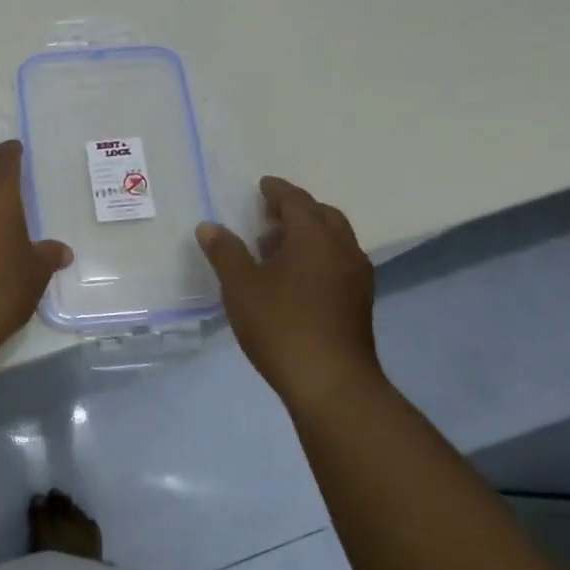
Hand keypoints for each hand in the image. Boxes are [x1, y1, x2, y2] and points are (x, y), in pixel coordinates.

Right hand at [195, 176, 380, 409]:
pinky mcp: (359, 303)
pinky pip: (338, 263)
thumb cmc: (281, 325)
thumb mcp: (241, 286)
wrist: (331, 384)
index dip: (277, 190)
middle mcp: (343, 249)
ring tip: (274, 249)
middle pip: (322, 216)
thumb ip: (225, 252)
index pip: (297, 200)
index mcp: (315, 237)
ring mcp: (356, 278)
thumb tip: (209, 227)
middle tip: (268, 216)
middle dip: (296, 211)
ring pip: (334, 241)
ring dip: (307, 235)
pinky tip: (293, 279)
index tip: (262, 186)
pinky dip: (317, 257)